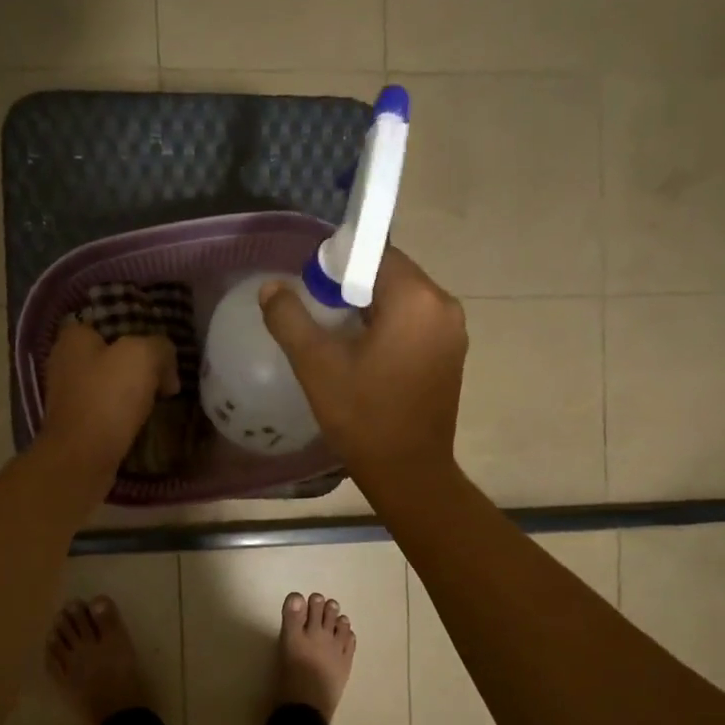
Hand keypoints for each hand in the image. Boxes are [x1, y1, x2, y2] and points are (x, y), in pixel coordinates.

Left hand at [38, 321, 179, 478]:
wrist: (82, 457)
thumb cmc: (108, 398)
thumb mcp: (143, 356)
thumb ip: (160, 347)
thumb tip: (166, 367)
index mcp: (74, 338)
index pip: (105, 322)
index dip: (134, 331)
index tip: (157, 348)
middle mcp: (64, 362)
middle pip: (109, 354)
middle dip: (136, 365)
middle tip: (163, 377)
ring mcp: (66, 395)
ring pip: (108, 383)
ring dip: (130, 391)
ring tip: (157, 400)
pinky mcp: (74, 423)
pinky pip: (105, 408)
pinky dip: (121, 413)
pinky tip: (139, 421)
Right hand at [260, 248, 466, 492]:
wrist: (408, 471)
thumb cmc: (363, 416)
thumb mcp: (316, 365)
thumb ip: (290, 318)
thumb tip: (271, 287)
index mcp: (416, 299)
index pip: (375, 253)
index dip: (339, 263)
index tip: (313, 289)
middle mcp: (444, 306)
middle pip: (391, 275)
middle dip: (353, 287)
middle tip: (319, 314)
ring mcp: (453, 332)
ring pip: (403, 300)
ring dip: (370, 309)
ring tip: (338, 337)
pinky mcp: (452, 354)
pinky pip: (415, 323)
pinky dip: (389, 327)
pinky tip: (365, 356)